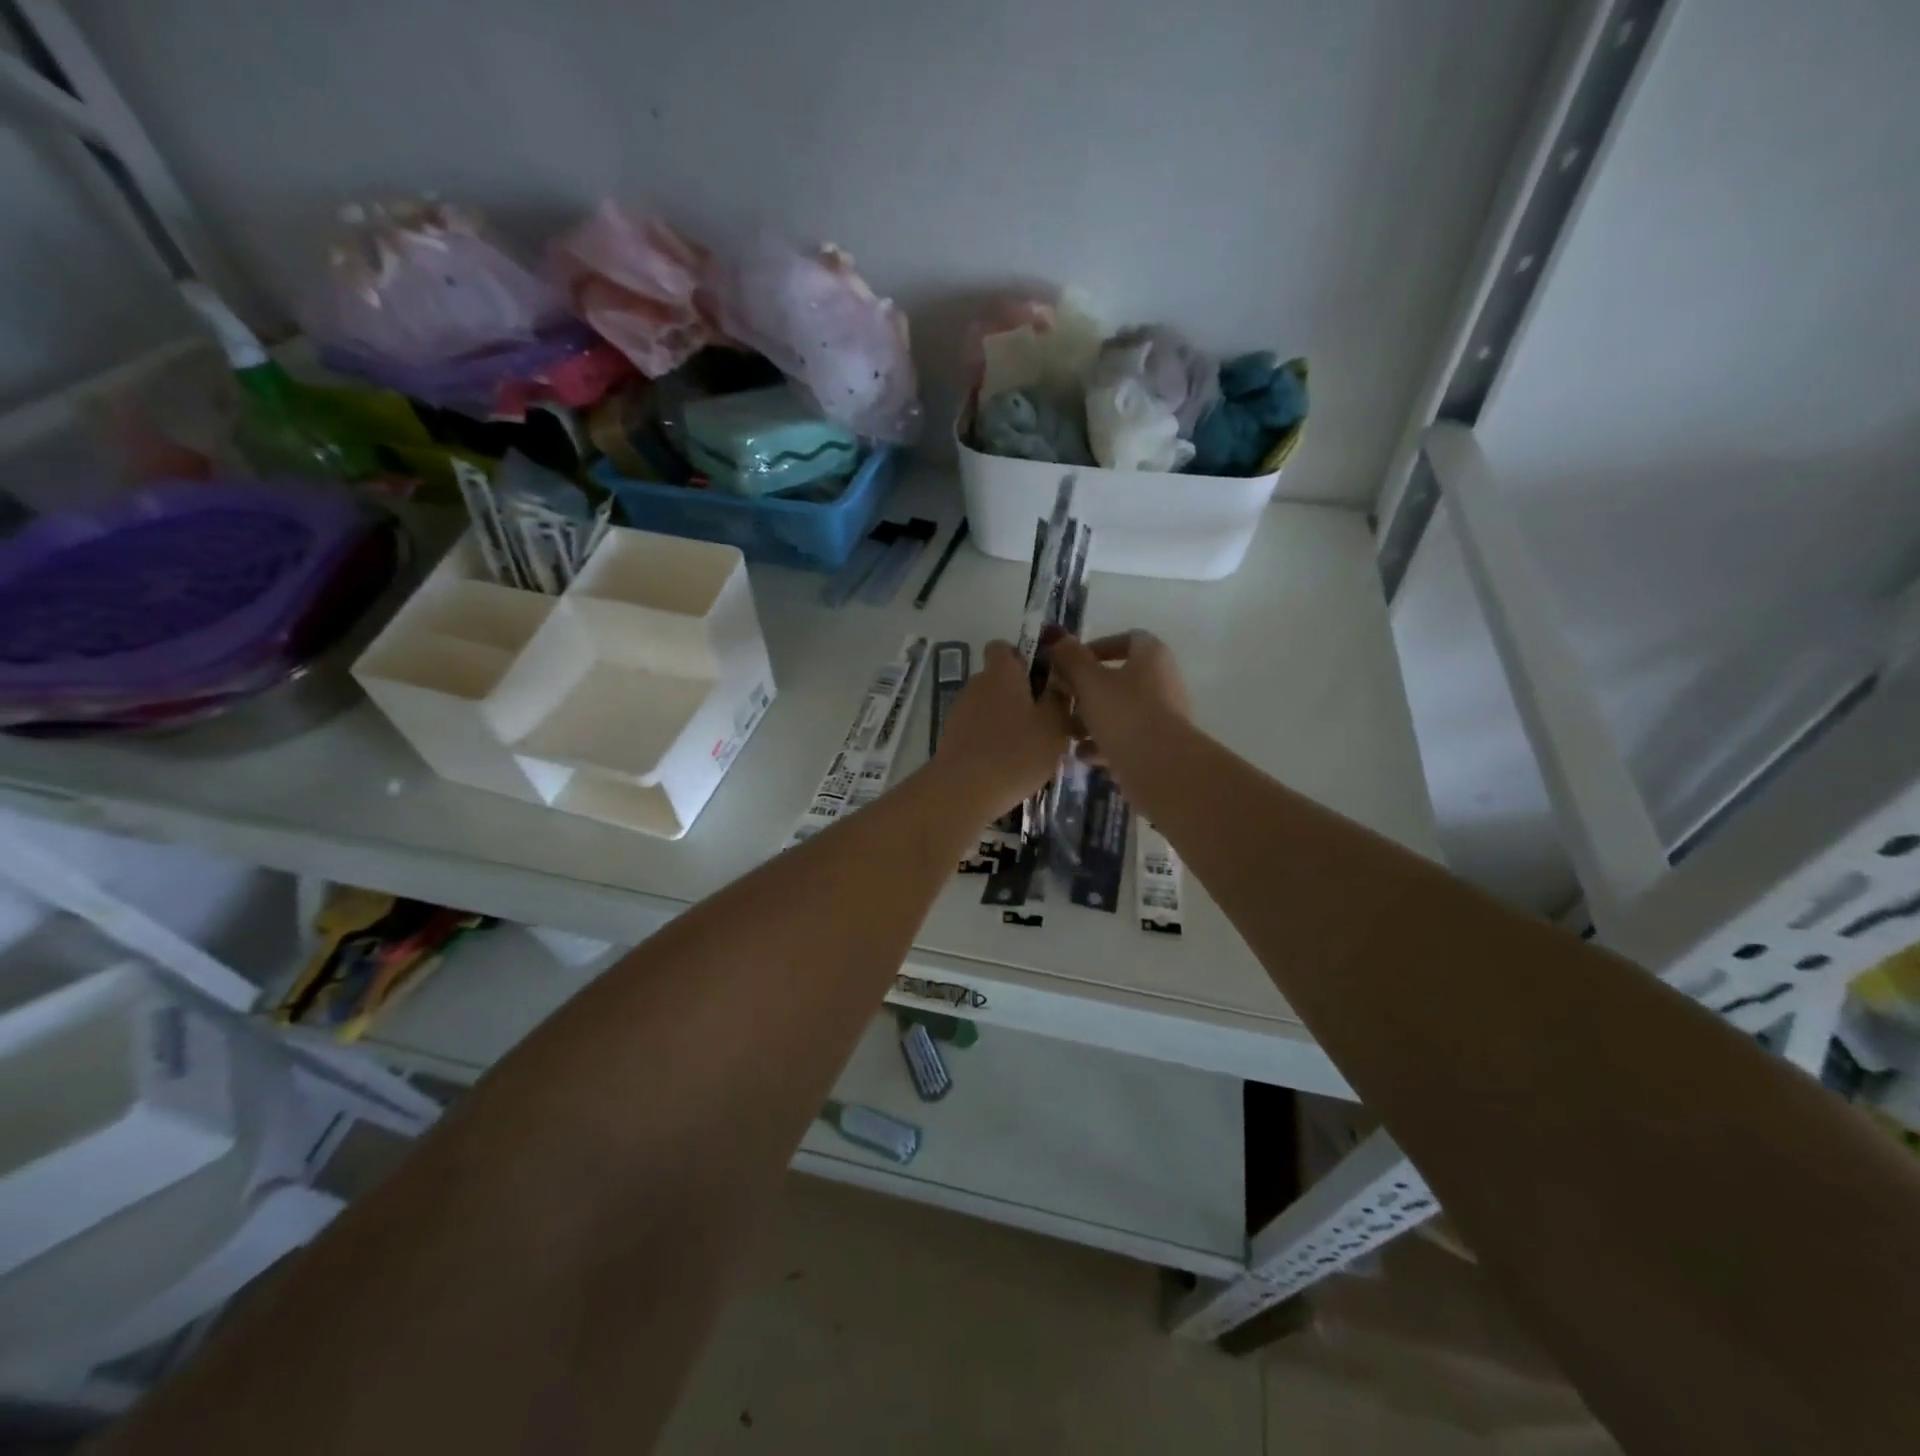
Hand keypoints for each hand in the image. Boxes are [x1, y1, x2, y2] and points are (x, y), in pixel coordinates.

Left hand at [933, 640, 1071, 819]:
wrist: (963, 790)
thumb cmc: (1016, 751)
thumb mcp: (1054, 725)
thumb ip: (1059, 699)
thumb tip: (1058, 682)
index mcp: (1001, 672)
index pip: (1003, 647)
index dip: (1022, 658)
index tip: (1041, 680)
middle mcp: (976, 684)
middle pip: (999, 680)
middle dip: (1021, 695)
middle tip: (1046, 721)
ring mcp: (959, 712)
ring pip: (989, 708)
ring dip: (1007, 721)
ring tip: (1030, 749)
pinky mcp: (952, 739)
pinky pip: (978, 731)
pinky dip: (992, 741)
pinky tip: (1008, 766)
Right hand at [1045, 631, 1191, 773]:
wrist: (1162, 768)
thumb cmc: (1124, 714)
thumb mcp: (1089, 682)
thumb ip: (1071, 658)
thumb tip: (1056, 636)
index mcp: (1152, 657)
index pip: (1127, 639)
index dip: (1098, 647)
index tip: (1071, 663)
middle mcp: (1163, 681)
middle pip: (1121, 678)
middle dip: (1088, 690)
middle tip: (1062, 699)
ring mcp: (1164, 715)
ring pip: (1122, 710)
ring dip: (1093, 719)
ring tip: (1068, 732)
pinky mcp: (1160, 746)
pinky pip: (1128, 738)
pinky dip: (1105, 743)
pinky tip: (1083, 755)